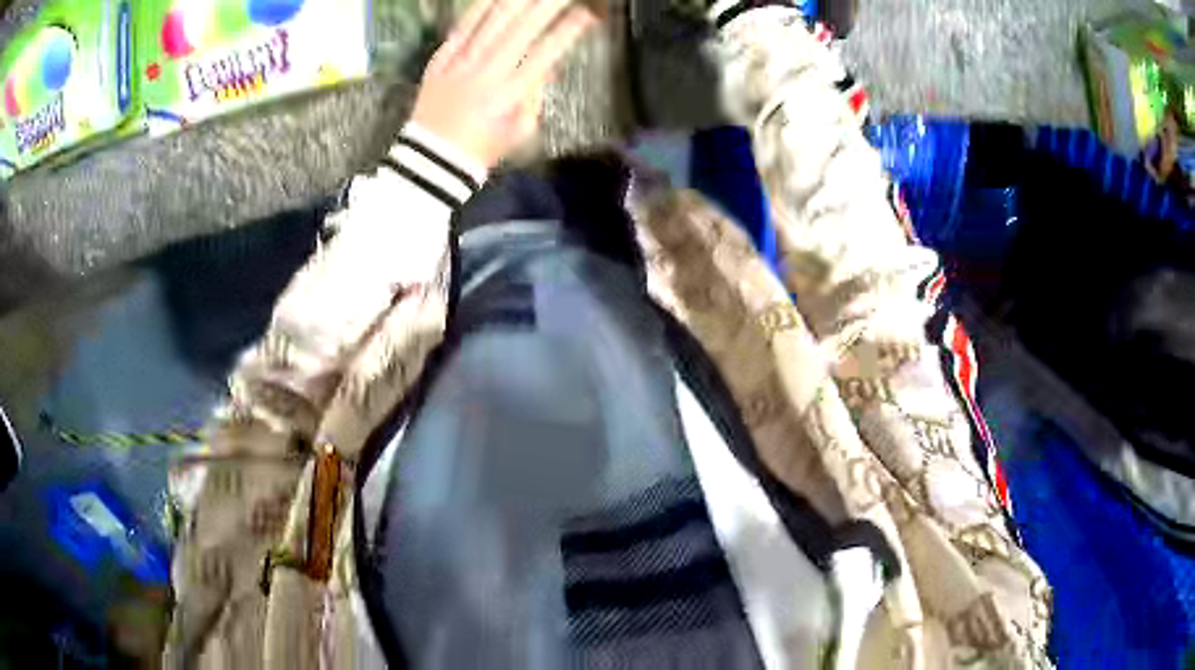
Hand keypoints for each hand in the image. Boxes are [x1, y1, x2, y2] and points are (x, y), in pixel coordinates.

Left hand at [410, 0, 598, 170]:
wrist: (431, 160)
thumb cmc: (482, 149)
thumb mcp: (521, 130)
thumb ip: (535, 95)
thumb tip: (546, 64)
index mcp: (510, 93)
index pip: (547, 51)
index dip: (570, 29)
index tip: (590, 14)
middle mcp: (487, 70)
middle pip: (522, 26)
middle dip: (548, 4)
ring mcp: (461, 61)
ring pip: (492, 19)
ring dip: (518, 0)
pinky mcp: (441, 58)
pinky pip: (463, 25)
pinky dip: (481, 6)